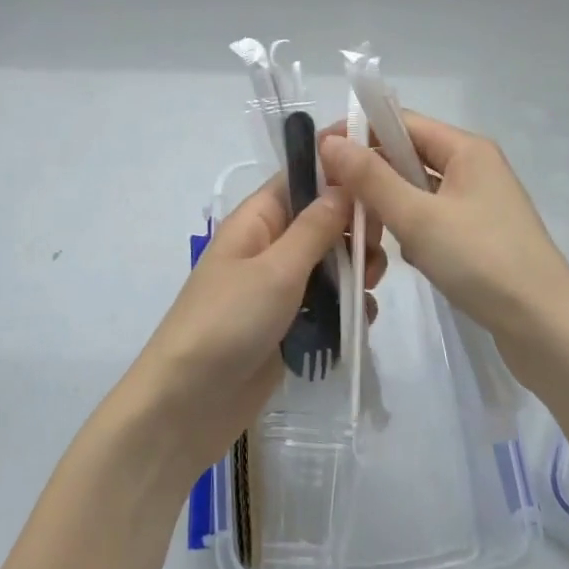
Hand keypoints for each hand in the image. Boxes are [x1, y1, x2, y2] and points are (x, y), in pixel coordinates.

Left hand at [118, 177, 383, 481]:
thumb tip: (344, 184)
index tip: (381, 164)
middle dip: (354, 228)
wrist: (187, 404)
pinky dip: (346, 307)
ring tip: (368, 288)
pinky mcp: (289, 324)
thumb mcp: (276, 269)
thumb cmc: (227, 321)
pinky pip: (327, 303)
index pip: (301, 176)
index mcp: (258, 219)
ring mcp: (280, 287)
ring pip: (331, 263)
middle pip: (323, 219)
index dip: (338, 165)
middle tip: (376, 249)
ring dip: (355, 270)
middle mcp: (270, 245)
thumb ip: (315, 227)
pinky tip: (360, 321)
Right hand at [320, 113, 568, 381]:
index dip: (358, 133)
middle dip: (370, 175)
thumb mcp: (419, 218)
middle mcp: (473, 166)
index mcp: (465, 149)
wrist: (547, 330)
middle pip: (407, 155)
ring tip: (366, 232)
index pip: (400, 122)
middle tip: (333, 201)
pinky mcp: (478, 234)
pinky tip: (400, 254)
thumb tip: (330, 141)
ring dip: (389, 206)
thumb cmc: (483, 262)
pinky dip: (410, 229)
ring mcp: (477, 202)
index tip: (319, 156)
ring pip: (416, 190)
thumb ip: (371, 178)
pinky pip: (431, 217)